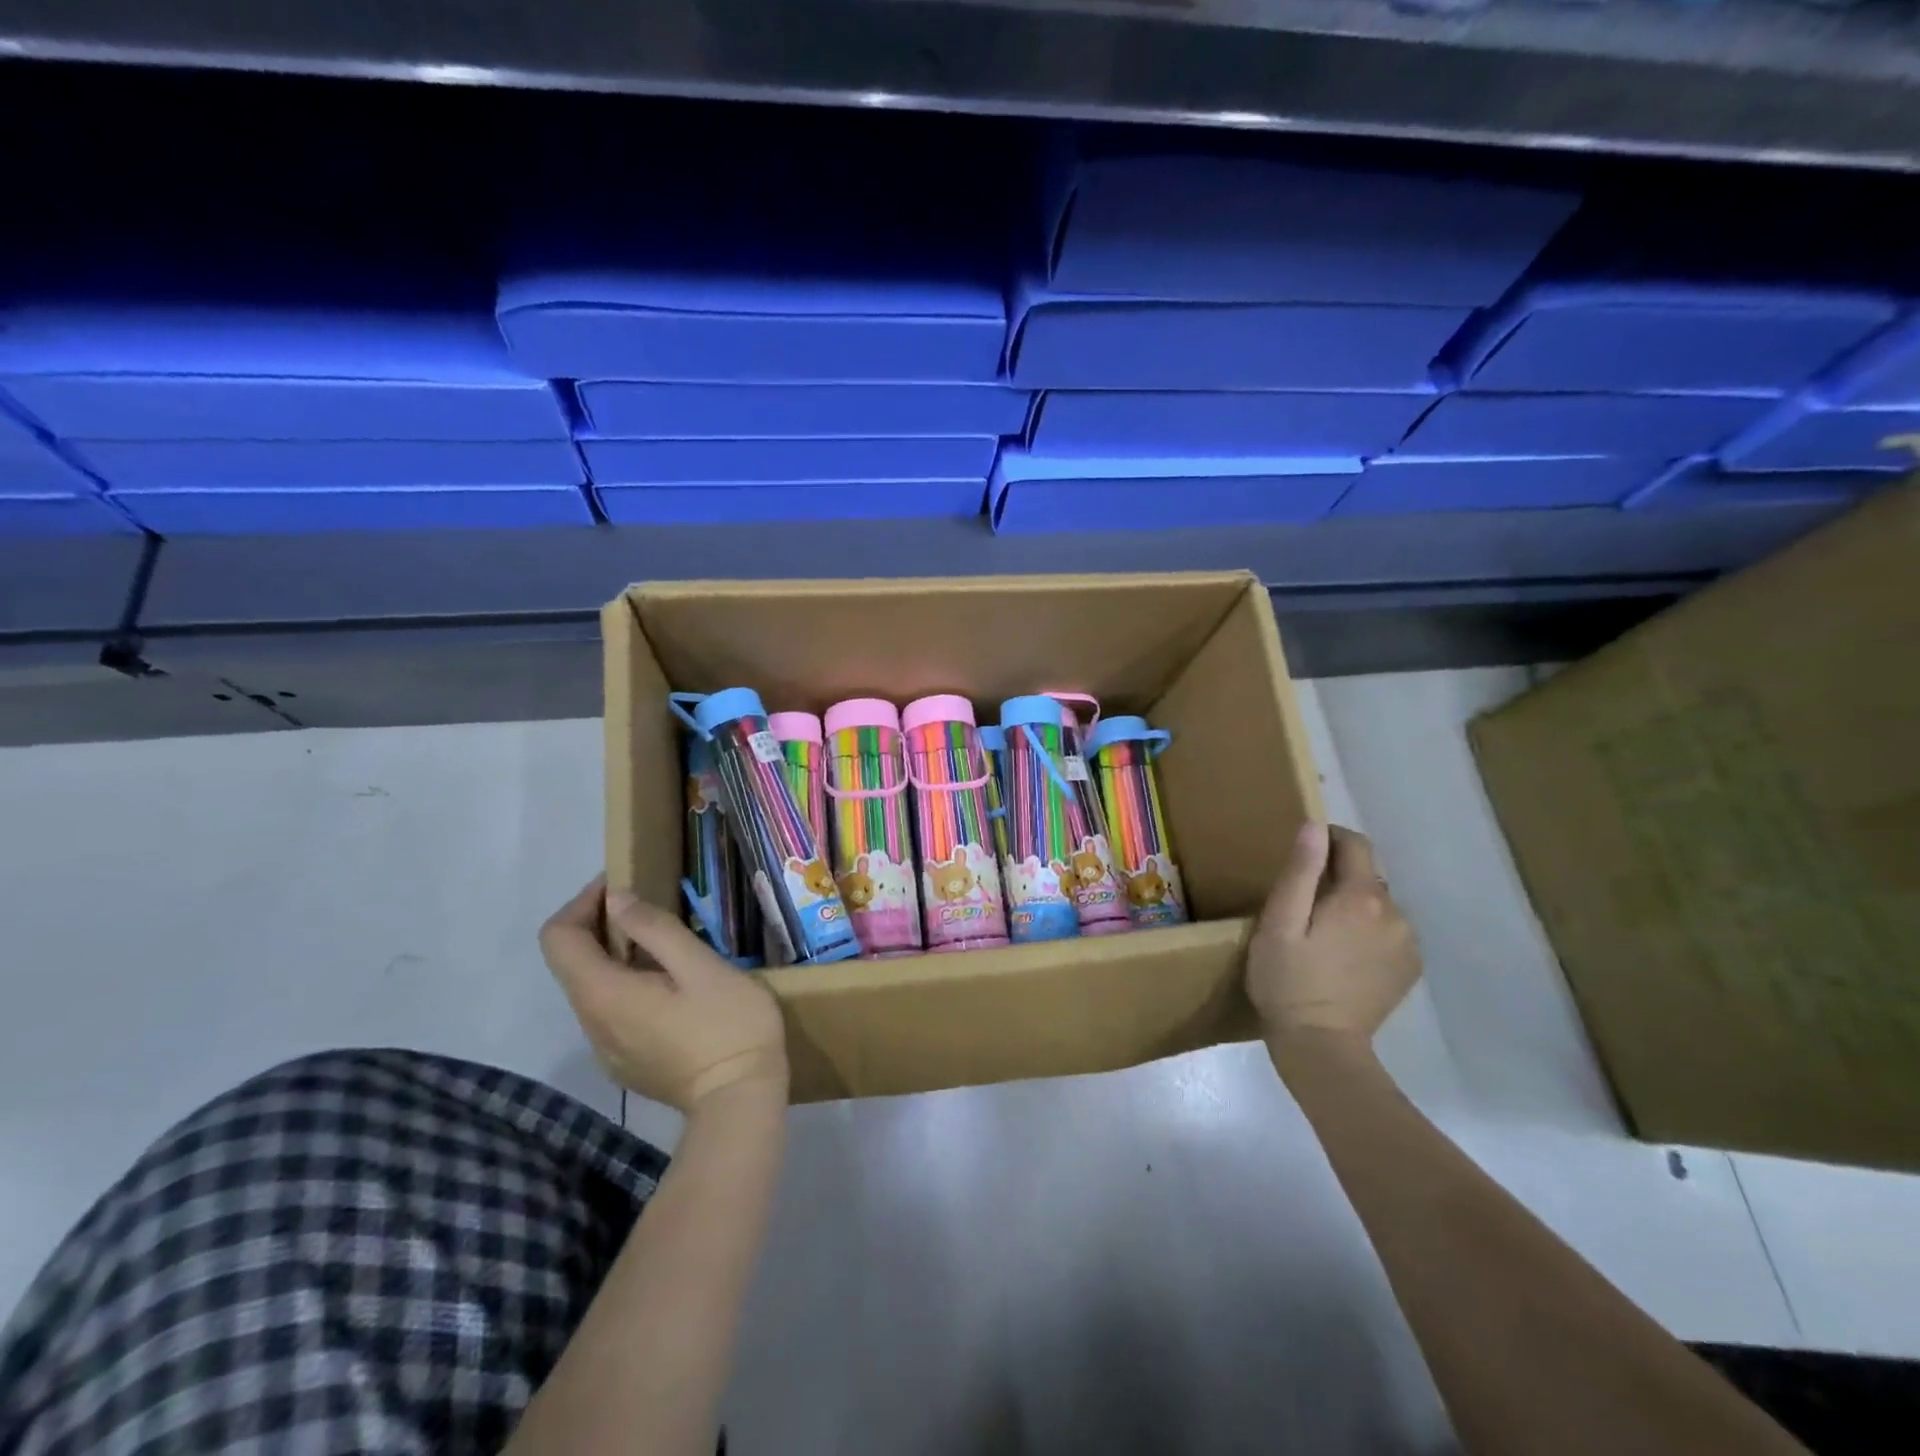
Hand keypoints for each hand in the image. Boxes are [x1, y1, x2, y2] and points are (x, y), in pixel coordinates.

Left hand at [540, 879, 788, 1112]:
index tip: (622, 885)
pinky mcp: (625, 1063)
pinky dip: (625, 984)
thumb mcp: (699, 966)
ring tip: (663, 941)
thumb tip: (616, 900)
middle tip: (647, 904)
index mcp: (603, 994)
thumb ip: (654, 929)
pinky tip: (669, 985)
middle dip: (599, 924)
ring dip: (613, 955)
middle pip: (570, 962)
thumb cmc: (727, 1024)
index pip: (558, 938)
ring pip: (591, 988)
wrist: (741, 1101)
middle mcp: (591, 1022)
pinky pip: (610, 1012)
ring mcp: (606, 1048)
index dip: (581, 902)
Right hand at [1246, 822, 1419, 1049]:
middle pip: (1367, 874)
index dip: (1328, 838)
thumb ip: (1300, 871)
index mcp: (1360, 897)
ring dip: (1354, 904)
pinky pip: (1388, 930)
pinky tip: (1343, 954)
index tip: (1303, 853)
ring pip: (1378, 903)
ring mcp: (1407, 943)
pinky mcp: (1409, 968)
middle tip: (1302, 902)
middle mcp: (1394, 913)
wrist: (1321, 1046)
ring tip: (1321, 931)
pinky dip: (1368, 930)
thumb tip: (1314, 826)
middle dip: (1338, 876)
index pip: (1354, 844)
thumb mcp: (1279, 922)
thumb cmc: (1287, 980)